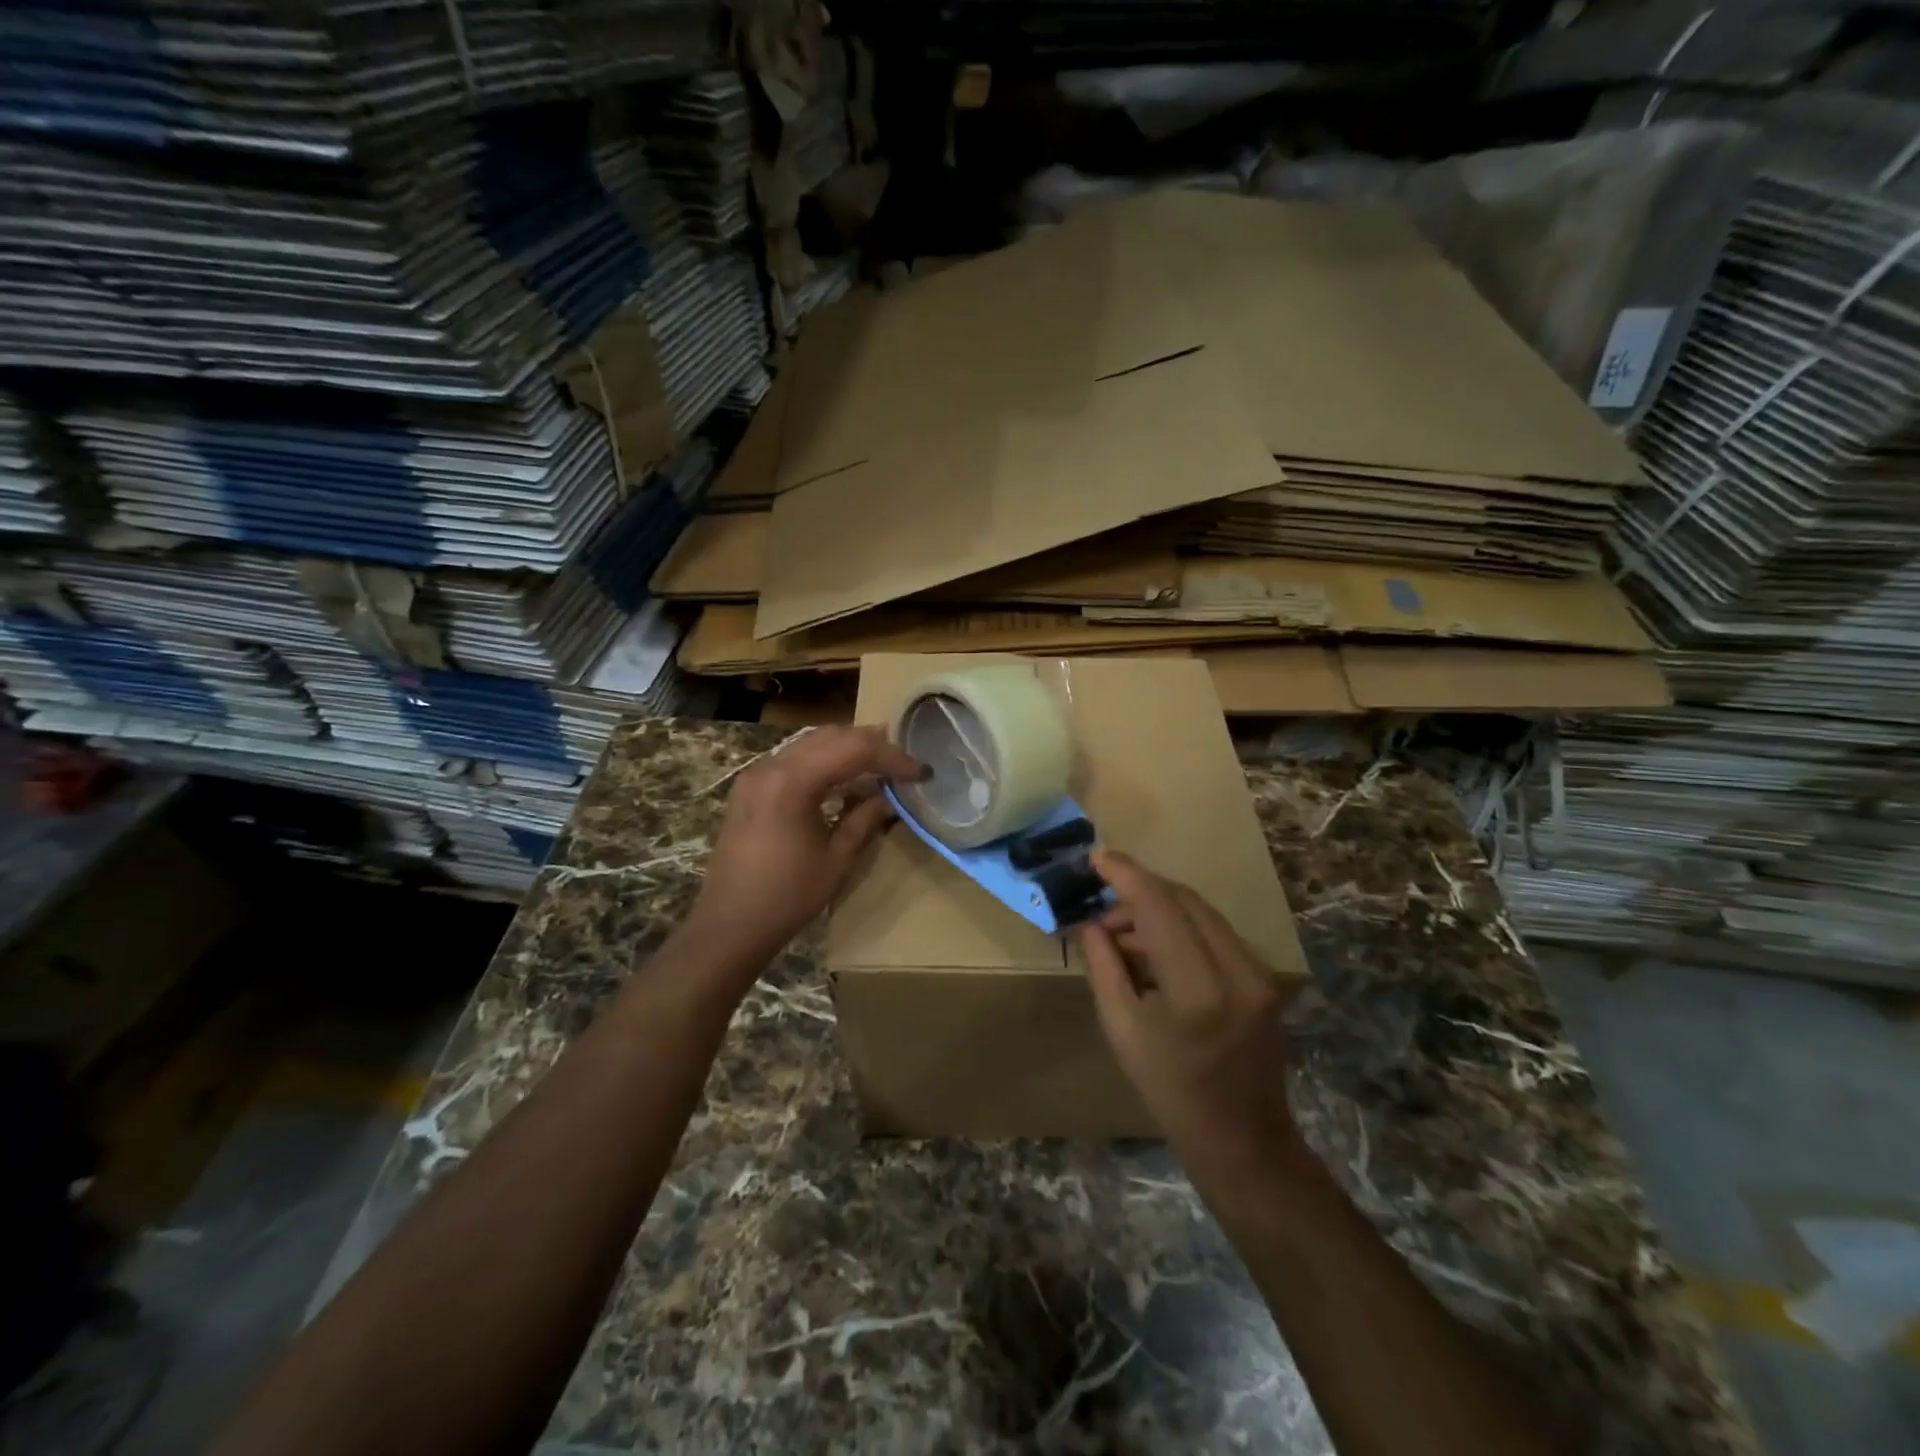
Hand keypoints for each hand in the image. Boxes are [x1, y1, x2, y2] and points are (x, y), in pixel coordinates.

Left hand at [681, 726, 923, 969]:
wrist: (728, 926)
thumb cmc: (787, 898)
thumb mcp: (836, 860)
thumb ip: (864, 820)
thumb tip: (888, 798)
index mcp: (794, 782)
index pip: (854, 749)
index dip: (892, 757)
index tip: (919, 773)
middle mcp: (772, 766)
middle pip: (832, 736)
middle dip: (871, 744)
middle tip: (903, 762)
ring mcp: (756, 774)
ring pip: (811, 742)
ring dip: (847, 748)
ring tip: (880, 763)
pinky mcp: (750, 787)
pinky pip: (794, 758)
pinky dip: (823, 760)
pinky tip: (842, 777)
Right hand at [1079, 850, 1299, 1184]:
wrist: (1242, 1139)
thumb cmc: (1170, 1091)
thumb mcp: (1122, 1030)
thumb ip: (1104, 967)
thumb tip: (1091, 923)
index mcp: (1198, 989)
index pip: (1160, 907)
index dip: (1126, 875)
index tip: (1097, 857)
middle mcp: (1238, 970)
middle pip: (1185, 900)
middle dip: (1140, 891)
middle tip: (1102, 907)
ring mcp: (1259, 972)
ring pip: (1202, 912)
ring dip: (1159, 909)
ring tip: (1121, 935)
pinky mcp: (1264, 977)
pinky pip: (1215, 932)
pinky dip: (1181, 927)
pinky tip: (1154, 947)